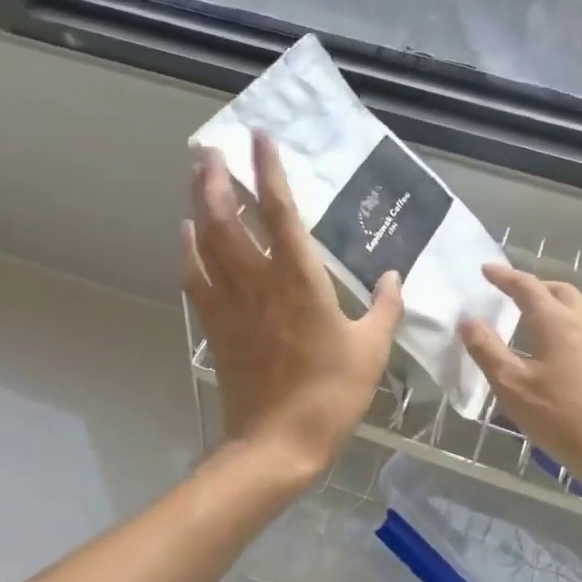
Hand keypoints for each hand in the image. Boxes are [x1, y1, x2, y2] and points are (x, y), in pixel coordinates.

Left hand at [183, 131, 401, 487]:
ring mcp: (231, 302)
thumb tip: (395, 276)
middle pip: (227, 218)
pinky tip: (187, 233)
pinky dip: (189, 250)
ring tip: (198, 175)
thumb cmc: (332, 393)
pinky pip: (196, 277)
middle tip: (211, 149)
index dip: (269, 172)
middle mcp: (259, 281)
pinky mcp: (216, 325)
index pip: (280, 212)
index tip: (260, 139)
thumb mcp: (372, 349)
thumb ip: (386, 307)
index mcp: (300, 280)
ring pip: (206, 241)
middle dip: (217, 179)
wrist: (278, 442)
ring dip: (199, 204)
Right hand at [458, 263, 581, 498]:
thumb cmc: (563, 417)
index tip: (486, 269)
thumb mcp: (513, 386)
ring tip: (528, 319)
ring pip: (575, 309)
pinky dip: (562, 325)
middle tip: (510, 293)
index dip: (504, 276)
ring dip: (551, 305)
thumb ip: (488, 350)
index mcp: (557, 322)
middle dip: (533, 286)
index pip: (527, 287)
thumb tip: (469, 320)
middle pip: (559, 291)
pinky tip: (552, 351)